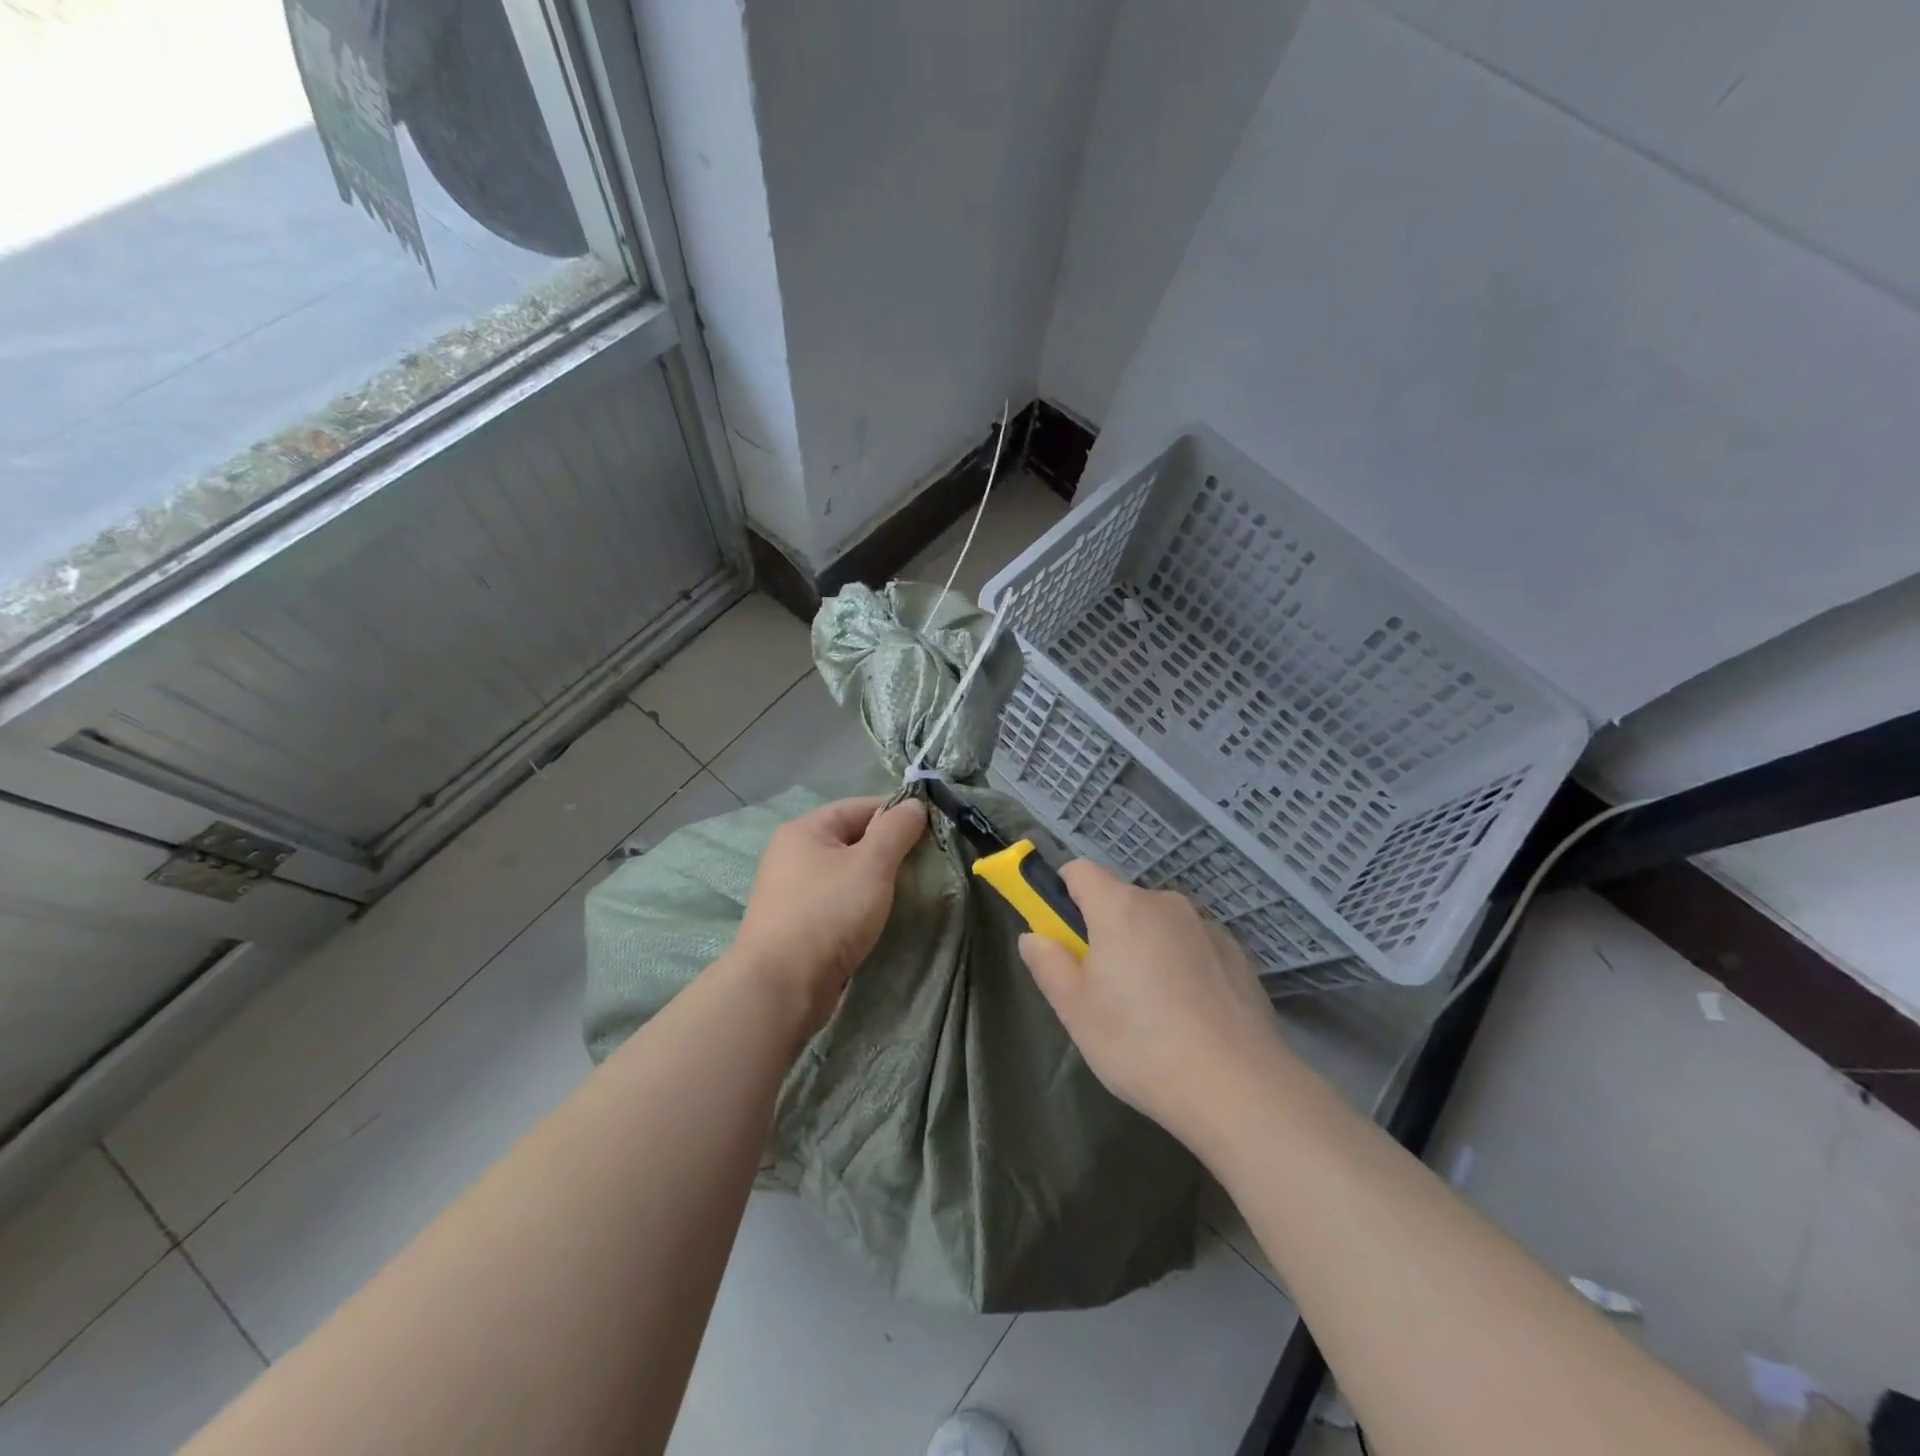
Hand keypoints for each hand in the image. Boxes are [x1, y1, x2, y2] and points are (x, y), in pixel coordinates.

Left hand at [729, 795, 927, 1037]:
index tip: (932, 829)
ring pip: (846, 873)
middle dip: (890, 849)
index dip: (897, 813)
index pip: (860, 806)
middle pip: (852, 839)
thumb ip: (896, 829)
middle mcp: (792, 855)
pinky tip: (883, 916)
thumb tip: (915, 804)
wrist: (782, 987)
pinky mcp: (797, 925)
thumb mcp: (871, 864)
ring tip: (912, 889)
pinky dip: (861, 904)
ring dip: (877, 879)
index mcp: (805, 830)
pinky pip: (838, 902)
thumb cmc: (828, 913)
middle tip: (927, 862)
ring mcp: (792, 892)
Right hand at [1018, 860, 1295, 1148]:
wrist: (1238, 1087)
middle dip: (1105, 930)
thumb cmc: (1140, 1044)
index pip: (1080, 870)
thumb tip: (1034, 937)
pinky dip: (1182, 964)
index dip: (1062, 893)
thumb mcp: (1076, 1011)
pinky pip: (1192, 945)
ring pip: (1159, 924)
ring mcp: (1206, 926)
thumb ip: (1048, 965)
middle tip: (1103, 987)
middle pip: (1120, 900)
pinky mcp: (1237, 953)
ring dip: (1145, 947)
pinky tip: (1189, 1015)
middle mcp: (1164, 903)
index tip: (1062, 934)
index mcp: (1120, 908)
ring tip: (1151, 1009)